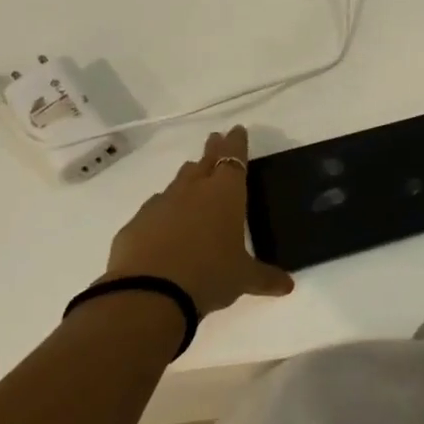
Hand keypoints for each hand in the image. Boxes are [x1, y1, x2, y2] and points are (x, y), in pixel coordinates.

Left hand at [98, 126, 293, 316]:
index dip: (237, 143)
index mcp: (225, 194)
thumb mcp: (243, 279)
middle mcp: (193, 191)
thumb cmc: (209, 275)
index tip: (237, 129)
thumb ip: (265, 278)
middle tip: (215, 138)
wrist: (148, 294)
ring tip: (193, 177)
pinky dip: (165, 210)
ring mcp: (160, 204)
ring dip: (188, 178)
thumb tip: (288, 286)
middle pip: (204, 162)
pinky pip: (155, 209)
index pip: (234, 158)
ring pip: (178, 182)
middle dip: (212, 150)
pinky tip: (166, 223)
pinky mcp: (136, 224)